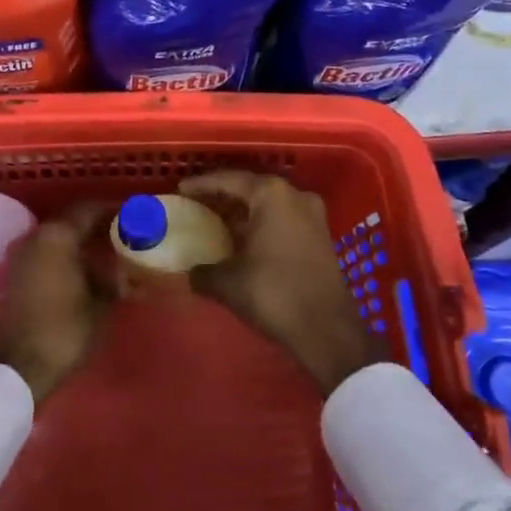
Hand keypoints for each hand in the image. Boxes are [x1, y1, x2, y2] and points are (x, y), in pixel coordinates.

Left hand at [0, 200, 114, 404]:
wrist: (20, 367)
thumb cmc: (65, 330)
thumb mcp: (100, 305)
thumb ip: (115, 280)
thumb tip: (126, 273)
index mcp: (58, 236)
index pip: (88, 209)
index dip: (111, 209)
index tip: (131, 213)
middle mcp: (37, 236)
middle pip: (71, 219)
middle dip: (96, 222)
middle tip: (122, 230)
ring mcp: (24, 254)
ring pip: (58, 235)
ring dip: (81, 237)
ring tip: (107, 248)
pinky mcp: (18, 273)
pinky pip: (48, 250)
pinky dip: (67, 251)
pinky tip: (85, 266)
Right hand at [182, 170, 385, 396]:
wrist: (328, 330)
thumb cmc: (275, 293)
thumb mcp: (229, 283)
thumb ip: (204, 272)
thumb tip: (191, 274)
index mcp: (271, 194)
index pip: (229, 180)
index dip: (202, 184)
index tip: (182, 188)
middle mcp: (294, 195)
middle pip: (251, 188)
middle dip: (225, 196)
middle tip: (199, 203)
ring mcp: (312, 214)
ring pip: (270, 204)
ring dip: (246, 211)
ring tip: (219, 222)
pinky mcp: (321, 235)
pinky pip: (284, 219)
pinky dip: (263, 224)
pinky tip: (246, 240)